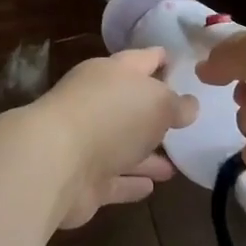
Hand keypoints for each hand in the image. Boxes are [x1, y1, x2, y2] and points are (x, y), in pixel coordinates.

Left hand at [33, 48, 197, 229]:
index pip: (142, 59)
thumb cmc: (111, 117)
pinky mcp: (83, 181)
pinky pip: (115, 180)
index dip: (161, 58)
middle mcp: (97, 104)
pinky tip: (152, 187)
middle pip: (131, 105)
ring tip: (176, 164)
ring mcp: (87, 143)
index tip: (180, 62)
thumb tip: (189, 105)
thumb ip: (177, 104)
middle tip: (184, 122)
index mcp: (111, 73)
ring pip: (124, 147)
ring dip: (147, 155)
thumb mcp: (158, 102)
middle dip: (155, 114)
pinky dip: (131, 182)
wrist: (55, 163)